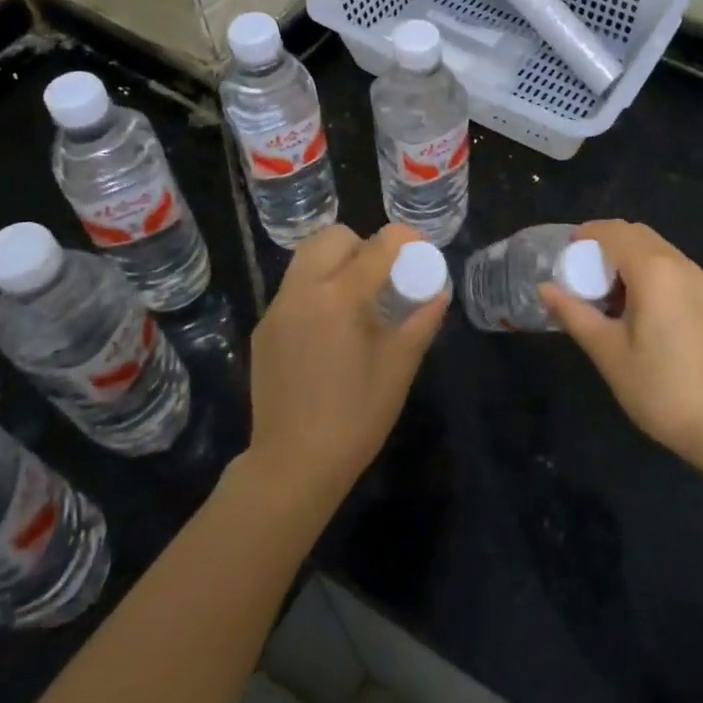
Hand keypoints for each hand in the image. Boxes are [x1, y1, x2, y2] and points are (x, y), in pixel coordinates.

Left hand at [244, 224, 447, 510]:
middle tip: (384, 274)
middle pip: (333, 237)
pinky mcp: (264, 328)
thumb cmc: (355, 417)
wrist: (292, 465)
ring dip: (337, 262)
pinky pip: (294, 288)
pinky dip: (317, 288)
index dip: (404, 239)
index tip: (420, 247)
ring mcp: (278, 308)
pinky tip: (331, 327)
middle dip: (363, 244)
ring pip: (307, 258)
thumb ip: (422, 320)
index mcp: (340, 297)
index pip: (377, 247)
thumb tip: (439, 291)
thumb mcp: (399, 366)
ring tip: (358, 297)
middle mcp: (303, 291)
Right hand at [541, 220, 702, 475]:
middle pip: (638, 234)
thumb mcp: (609, 353)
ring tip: (612, 296)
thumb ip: (575, 314)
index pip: (613, 232)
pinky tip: (647, 312)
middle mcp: (681, 264)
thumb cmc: (662, 389)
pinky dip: (654, 273)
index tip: (566, 253)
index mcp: (653, 270)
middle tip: (585, 275)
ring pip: (660, 250)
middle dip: (608, 244)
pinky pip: (678, 270)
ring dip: (632, 258)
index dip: (586, 235)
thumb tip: (545, 288)